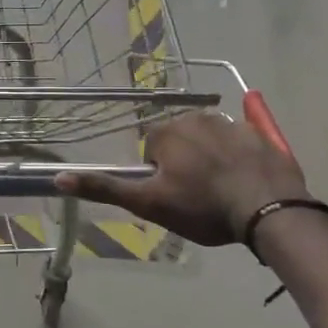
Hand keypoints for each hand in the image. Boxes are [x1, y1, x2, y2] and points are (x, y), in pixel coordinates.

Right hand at [56, 106, 308, 245]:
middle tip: (196, 196)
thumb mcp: (148, 203)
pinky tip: (247, 181)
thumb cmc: (202, 207)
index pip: (152, 149)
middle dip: (184, 163)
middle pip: (181, 140)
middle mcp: (196, 117)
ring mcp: (232, 124)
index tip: (173, 196)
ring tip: (222, 192)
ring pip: (210, 140)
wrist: (269, 209)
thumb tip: (58, 178)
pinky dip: (240, 157)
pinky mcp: (261, 135)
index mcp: (167, 132)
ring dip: (211, 159)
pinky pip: (242, 142)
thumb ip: (104, 188)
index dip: (159, 174)